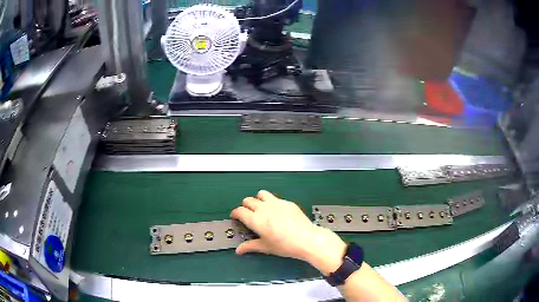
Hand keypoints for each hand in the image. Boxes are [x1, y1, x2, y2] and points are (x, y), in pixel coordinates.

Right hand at [231, 190, 346, 273]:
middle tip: (248, 214)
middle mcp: (264, 208)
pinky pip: (275, 198)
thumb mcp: (265, 247)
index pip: (239, 211)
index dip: (235, 213)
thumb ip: (250, 246)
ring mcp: (276, 203)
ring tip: (261, 209)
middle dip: (245, 206)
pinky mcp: (287, 202)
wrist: (306, 239)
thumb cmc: (285, 245)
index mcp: (255, 219)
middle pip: (248, 200)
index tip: (236, 217)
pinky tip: (278, 212)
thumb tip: (239, 250)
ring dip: (258, 199)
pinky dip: (272, 202)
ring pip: (261, 194)